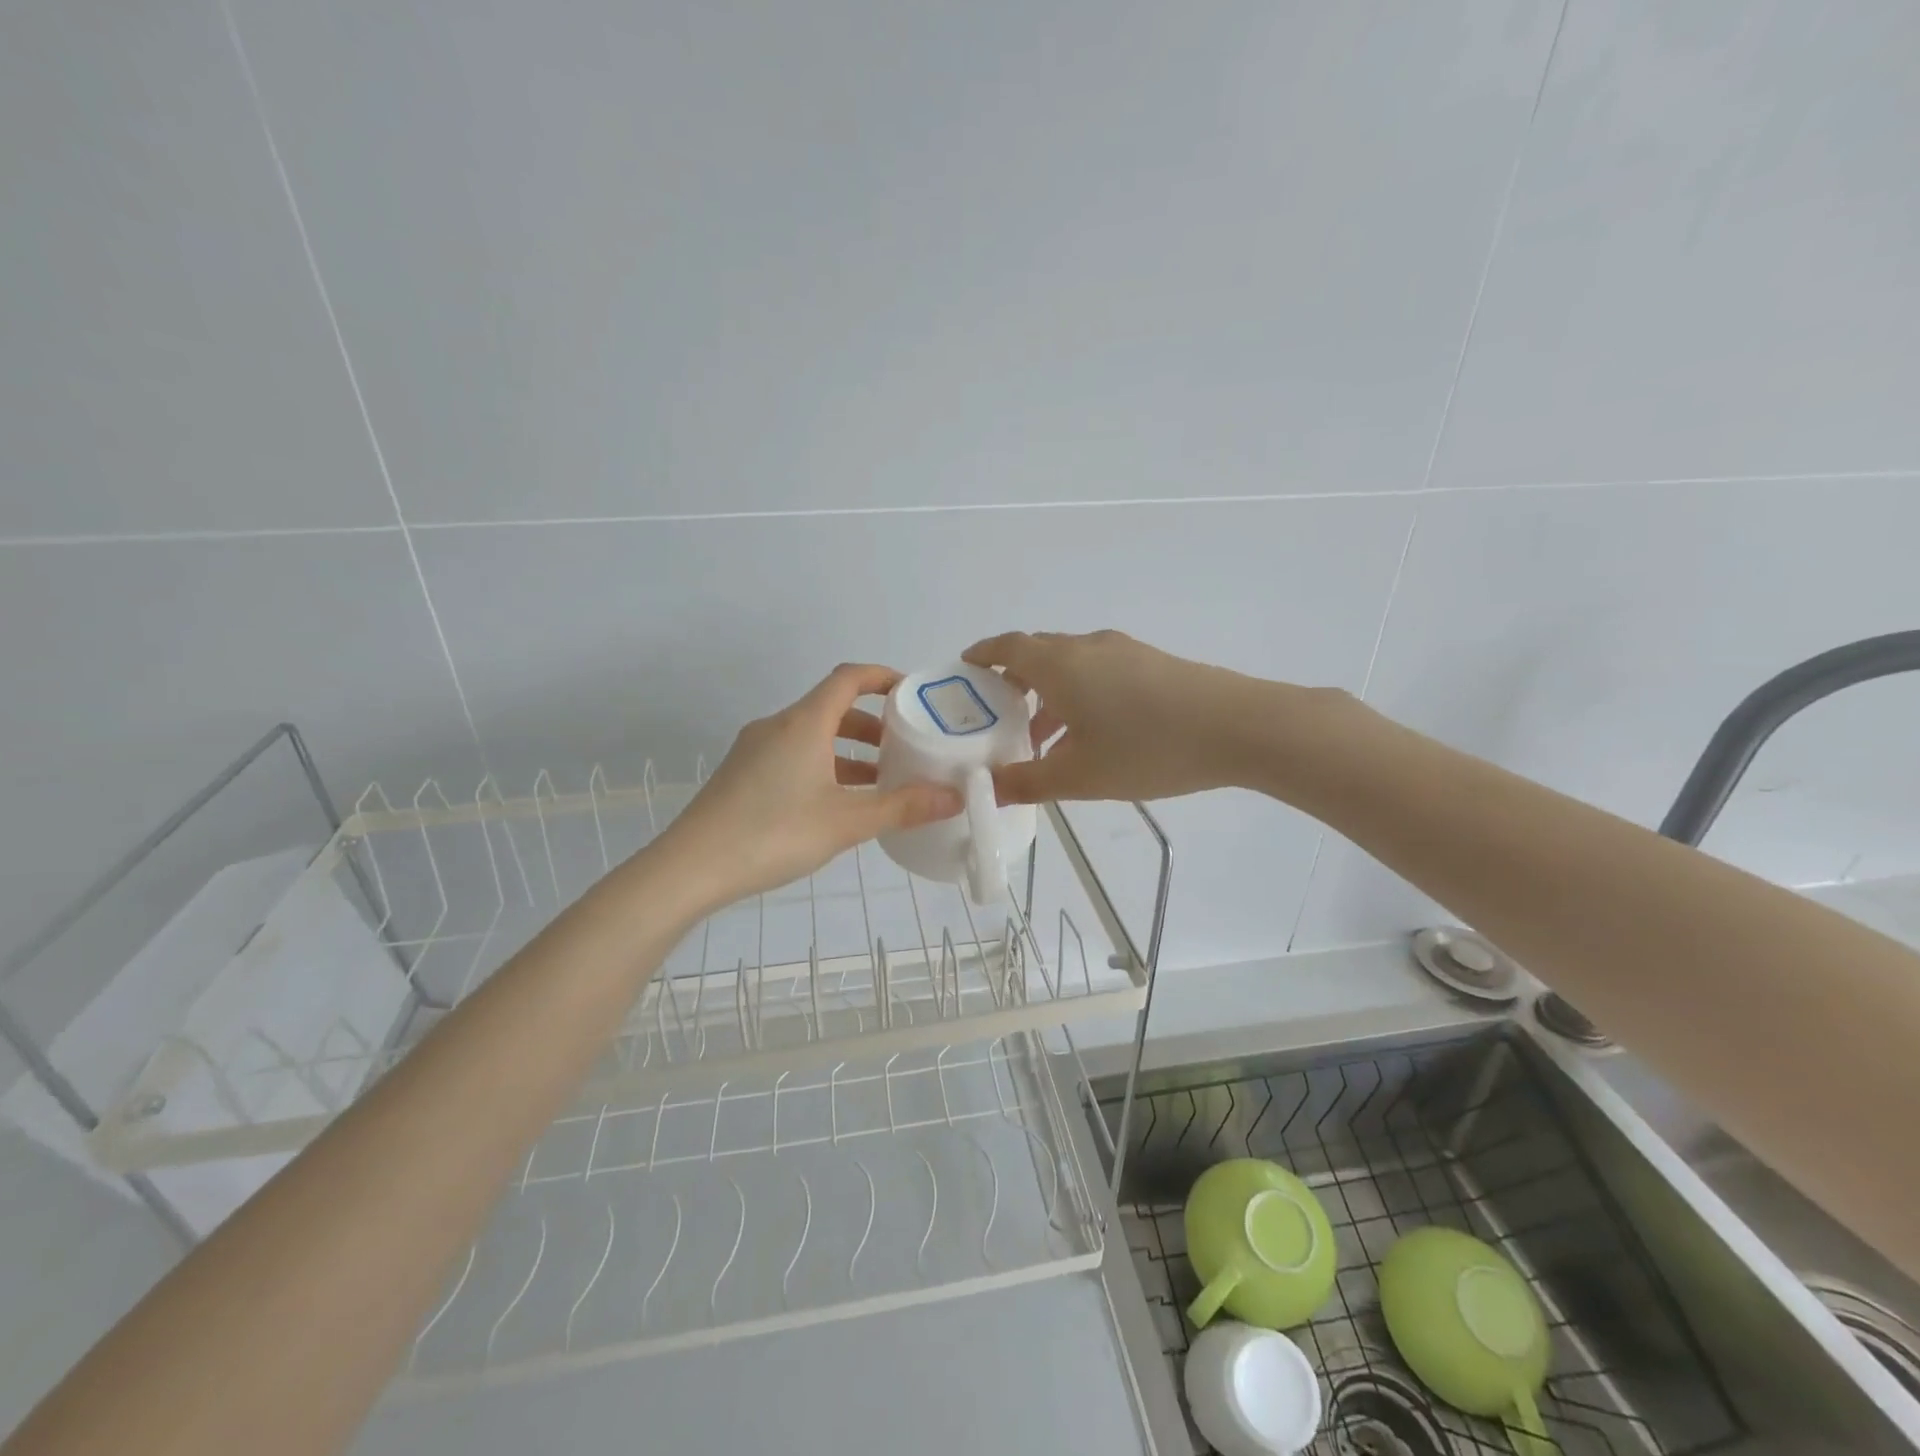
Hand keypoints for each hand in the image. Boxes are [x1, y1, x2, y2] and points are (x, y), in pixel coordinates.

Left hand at [660, 664, 962, 907]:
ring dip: (848, 749)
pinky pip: (793, 755)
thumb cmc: (773, 834)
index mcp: (803, 723)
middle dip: (872, 723)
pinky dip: (824, 765)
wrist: (690, 868)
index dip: (882, 677)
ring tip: (881, 779)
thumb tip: (955, 797)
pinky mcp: (743, 774)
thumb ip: (903, 807)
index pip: (848, 678)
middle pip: (831, 708)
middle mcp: (777, 726)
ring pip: (812, 736)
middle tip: (905, 746)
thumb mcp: (846, 822)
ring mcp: (755, 750)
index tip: (912, 692)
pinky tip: (838, 802)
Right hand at [962, 630, 1270, 804]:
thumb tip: (988, 788)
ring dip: (1047, 694)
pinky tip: (1090, 734)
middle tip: (996, 716)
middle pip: (1036, 653)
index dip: (981, 655)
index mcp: (1059, 665)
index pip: (1007, 647)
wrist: (1238, 726)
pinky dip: (1077, 694)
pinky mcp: (1150, 662)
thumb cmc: (1147, 748)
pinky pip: (1097, 671)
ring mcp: (1122, 651)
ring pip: (1069, 665)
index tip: (964, 670)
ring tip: (1041, 739)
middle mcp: (1086, 647)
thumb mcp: (1080, 776)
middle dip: (1011, 681)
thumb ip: (1028, 782)